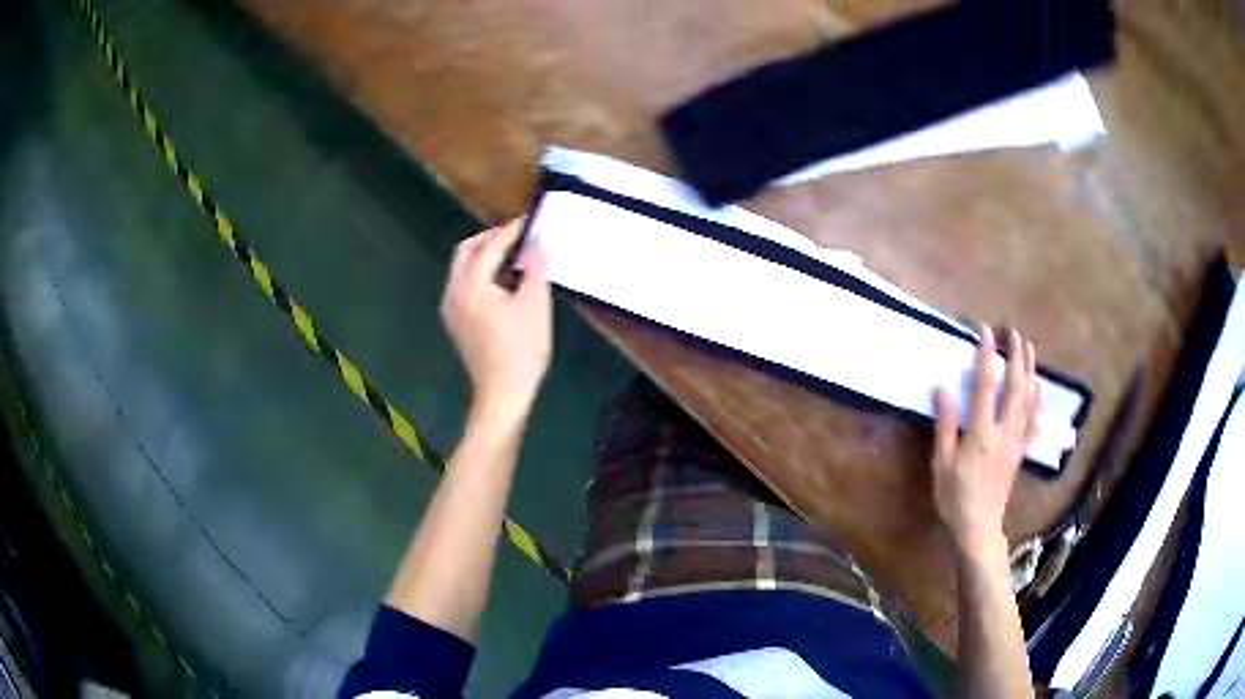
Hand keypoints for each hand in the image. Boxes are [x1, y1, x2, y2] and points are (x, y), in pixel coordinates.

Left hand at [441, 218, 551, 425]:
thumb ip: (536, 267)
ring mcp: (451, 307)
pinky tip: (502, 282)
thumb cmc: (522, 349)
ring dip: (485, 255)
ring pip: (463, 267)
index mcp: (471, 284)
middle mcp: (454, 291)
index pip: (490, 246)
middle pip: (467, 251)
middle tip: (519, 236)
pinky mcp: (455, 321)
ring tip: (515, 256)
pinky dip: (480, 273)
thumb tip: (536, 242)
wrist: (503, 393)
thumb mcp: (535, 304)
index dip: (512, 230)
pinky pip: (464, 284)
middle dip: (492, 238)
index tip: (531, 220)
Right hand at [933, 326, 1039, 560]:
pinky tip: (1038, 385)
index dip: (987, 356)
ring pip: (1028, 400)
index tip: (987, 332)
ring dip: (1030, 371)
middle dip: (1016, 357)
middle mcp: (1003, 432)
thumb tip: (943, 389)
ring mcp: (1016, 441)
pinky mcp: (1021, 451)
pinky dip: (1038, 398)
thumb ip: (945, 426)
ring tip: (1029, 348)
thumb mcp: (941, 464)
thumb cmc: (954, 498)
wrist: (979, 527)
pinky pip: (1034, 419)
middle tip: (1014, 333)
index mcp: (981, 434)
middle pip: (1015, 387)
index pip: (986, 386)